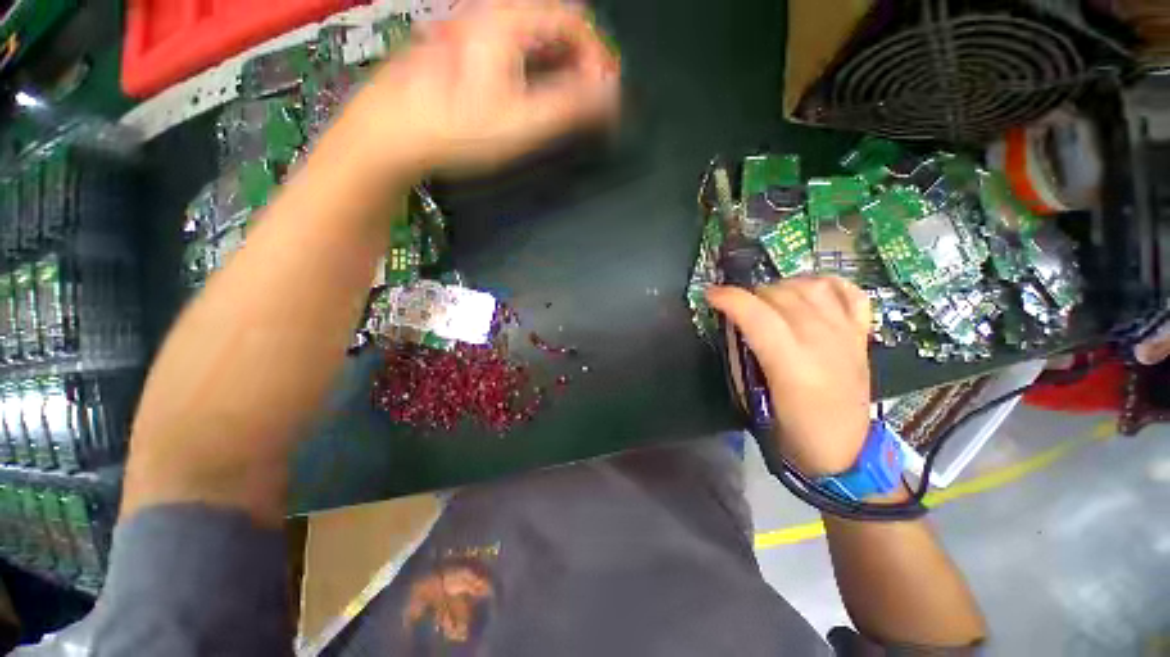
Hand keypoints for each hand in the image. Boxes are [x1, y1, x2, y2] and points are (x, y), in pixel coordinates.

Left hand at [344, 0, 619, 175]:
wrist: (393, 131)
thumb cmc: (457, 127)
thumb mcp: (521, 122)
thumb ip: (570, 107)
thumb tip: (610, 97)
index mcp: (507, 21)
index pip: (573, 20)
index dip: (598, 54)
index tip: (607, 88)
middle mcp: (490, 14)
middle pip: (554, 23)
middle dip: (582, 58)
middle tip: (592, 94)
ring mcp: (475, 29)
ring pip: (533, 35)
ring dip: (560, 63)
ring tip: (569, 97)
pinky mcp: (465, 48)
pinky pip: (513, 46)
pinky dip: (536, 66)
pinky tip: (535, 91)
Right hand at [707, 277, 871, 475]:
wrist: (846, 451)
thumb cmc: (792, 431)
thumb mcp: (754, 399)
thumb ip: (742, 357)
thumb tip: (733, 325)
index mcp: (792, 364)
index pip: (757, 315)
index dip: (729, 298)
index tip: (710, 295)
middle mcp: (822, 341)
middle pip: (780, 295)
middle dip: (749, 294)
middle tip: (737, 308)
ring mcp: (846, 334)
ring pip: (811, 286)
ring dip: (782, 286)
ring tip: (769, 301)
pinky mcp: (861, 334)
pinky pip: (848, 292)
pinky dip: (825, 284)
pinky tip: (808, 293)